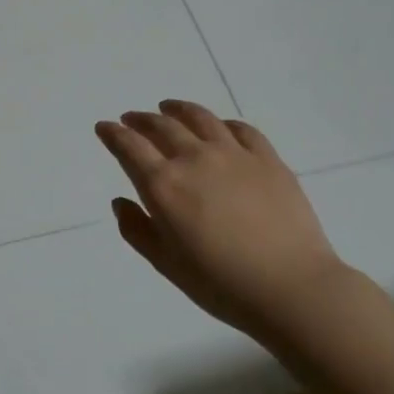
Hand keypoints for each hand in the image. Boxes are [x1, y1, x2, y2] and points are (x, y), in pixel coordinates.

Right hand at [96, 101, 347, 339]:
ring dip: (178, 110)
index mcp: (163, 185)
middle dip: (141, 120)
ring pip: (200, 118)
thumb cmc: (220, 283)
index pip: (129, 147)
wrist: (290, 286)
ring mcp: (234, 154)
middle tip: (131, 118)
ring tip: (168, 108)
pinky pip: (241, 129)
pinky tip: (219, 126)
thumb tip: (121, 202)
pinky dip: (221, 123)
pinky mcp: (268, 159)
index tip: (104, 126)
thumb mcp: (166, 263)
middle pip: (162, 126)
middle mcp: (194, 159)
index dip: (113, 134)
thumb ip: (137, 230)